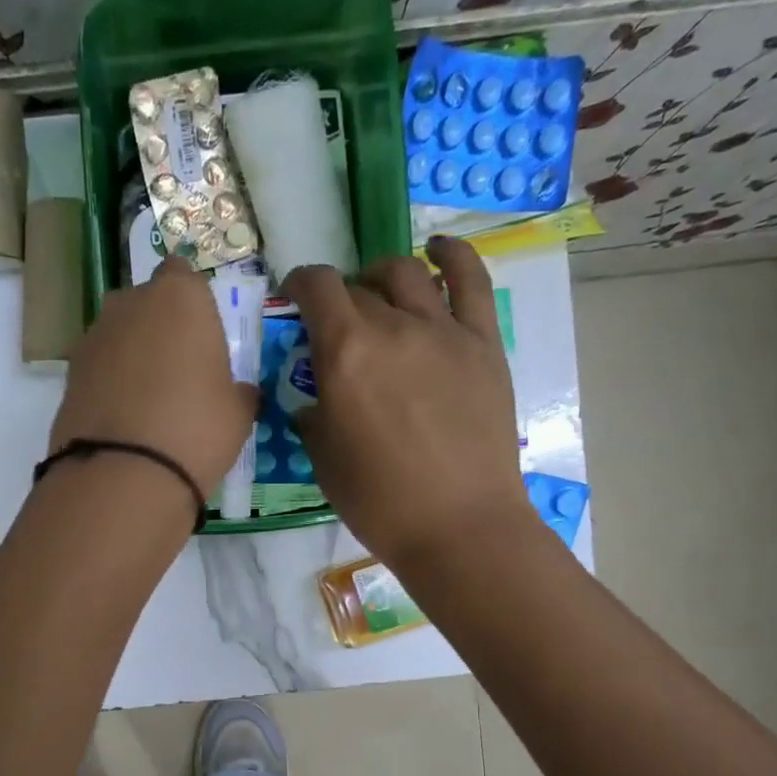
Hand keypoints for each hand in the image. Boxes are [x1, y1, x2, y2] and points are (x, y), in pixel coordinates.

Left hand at [50, 257, 257, 495]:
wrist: (123, 474)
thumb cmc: (196, 429)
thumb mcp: (238, 414)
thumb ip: (239, 391)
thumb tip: (238, 392)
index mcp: (179, 297)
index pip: (183, 275)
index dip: (192, 303)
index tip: (201, 334)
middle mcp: (130, 304)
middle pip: (146, 303)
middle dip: (159, 327)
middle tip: (179, 370)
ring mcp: (93, 337)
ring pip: (119, 335)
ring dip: (132, 355)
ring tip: (149, 400)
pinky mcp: (69, 373)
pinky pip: (100, 368)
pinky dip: (110, 383)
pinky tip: (125, 418)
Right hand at [283, 236, 528, 571]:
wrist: (457, 524)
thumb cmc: (379, 501)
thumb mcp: (323, 460)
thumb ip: (313, 416)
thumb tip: (314, 400)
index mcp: (345, 353)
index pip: (316, 288)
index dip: (299, 283)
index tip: (294, 297)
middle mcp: (392, 326)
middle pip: (358, 287)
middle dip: (339, 297)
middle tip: (337, 324)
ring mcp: (443, 330)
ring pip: (408, 273)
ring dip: (383, 275)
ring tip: (379, 293)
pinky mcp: (482, 343)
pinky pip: (472, 281)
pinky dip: (453, 255)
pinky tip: (438, 250)